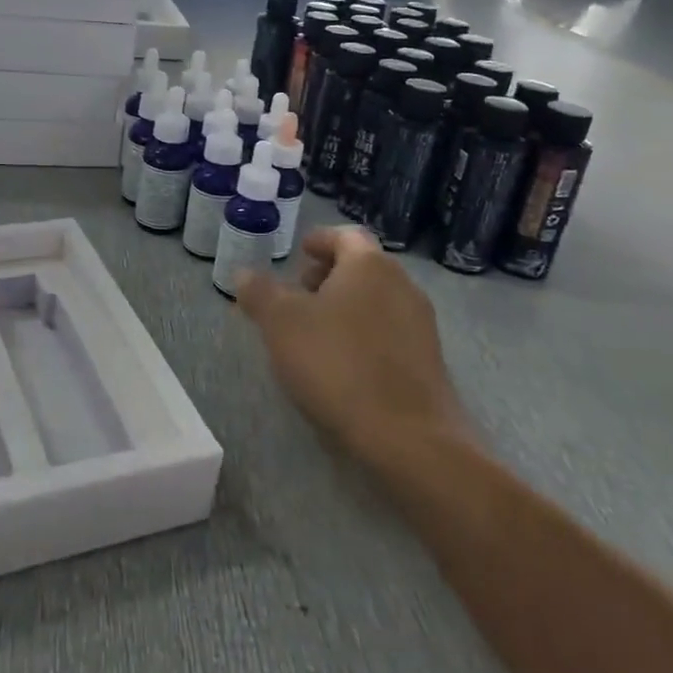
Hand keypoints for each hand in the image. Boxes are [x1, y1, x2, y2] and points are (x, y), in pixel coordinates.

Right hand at [235, 227, 464, 462]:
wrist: (409, 437)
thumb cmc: (338, 364)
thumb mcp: (280, 323)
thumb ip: (259, 292)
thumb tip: (244, 273)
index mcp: (369, 265)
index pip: (345, 235)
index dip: (320, 240)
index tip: (300, 252)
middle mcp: (402, 285)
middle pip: (362, 267)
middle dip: (329, 275)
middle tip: (299, 293)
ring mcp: (421, 325)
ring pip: (377, 300)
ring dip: (346, 306)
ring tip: (315, 331)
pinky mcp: (428, 362)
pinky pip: (389, 332)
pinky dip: (363, 334)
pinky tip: (342, 363)